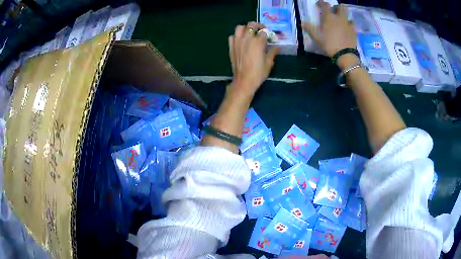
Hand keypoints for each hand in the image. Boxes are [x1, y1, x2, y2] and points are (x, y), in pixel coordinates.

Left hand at [229, 22, 279, 95]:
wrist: (244, 81)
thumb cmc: (258, 72)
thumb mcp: (269, 62)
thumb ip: (273, 52)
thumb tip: (277, 47)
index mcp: (258, 42)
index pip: (264, 32)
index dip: (268, 34)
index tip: (270, 37)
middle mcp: (247, 38)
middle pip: (252, 25)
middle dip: (258, 26)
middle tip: (261, 30)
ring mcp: (237, 41)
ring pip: (240, 27)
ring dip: (246, 28)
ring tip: (250, 33)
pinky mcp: (231, 46)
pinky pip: (233, 36)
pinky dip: (237, 36)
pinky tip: (241, 40)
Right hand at [302, 1, 356, 58]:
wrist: (345, 55)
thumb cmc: (329, 44)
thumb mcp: (316, 37)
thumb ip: (309, 28)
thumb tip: (301, 23)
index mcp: (329, 17)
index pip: (325, 5)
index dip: (321, 3)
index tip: (319, 4)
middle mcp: (339, 18)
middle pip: (341, 7)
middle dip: (336, 7)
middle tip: (333, 11)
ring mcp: (348, 24)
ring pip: (348, 15)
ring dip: (344, 16)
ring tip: (341, 20)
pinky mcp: (354, 32)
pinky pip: (352, 25)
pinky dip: (349, 25)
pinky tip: (347, 29)